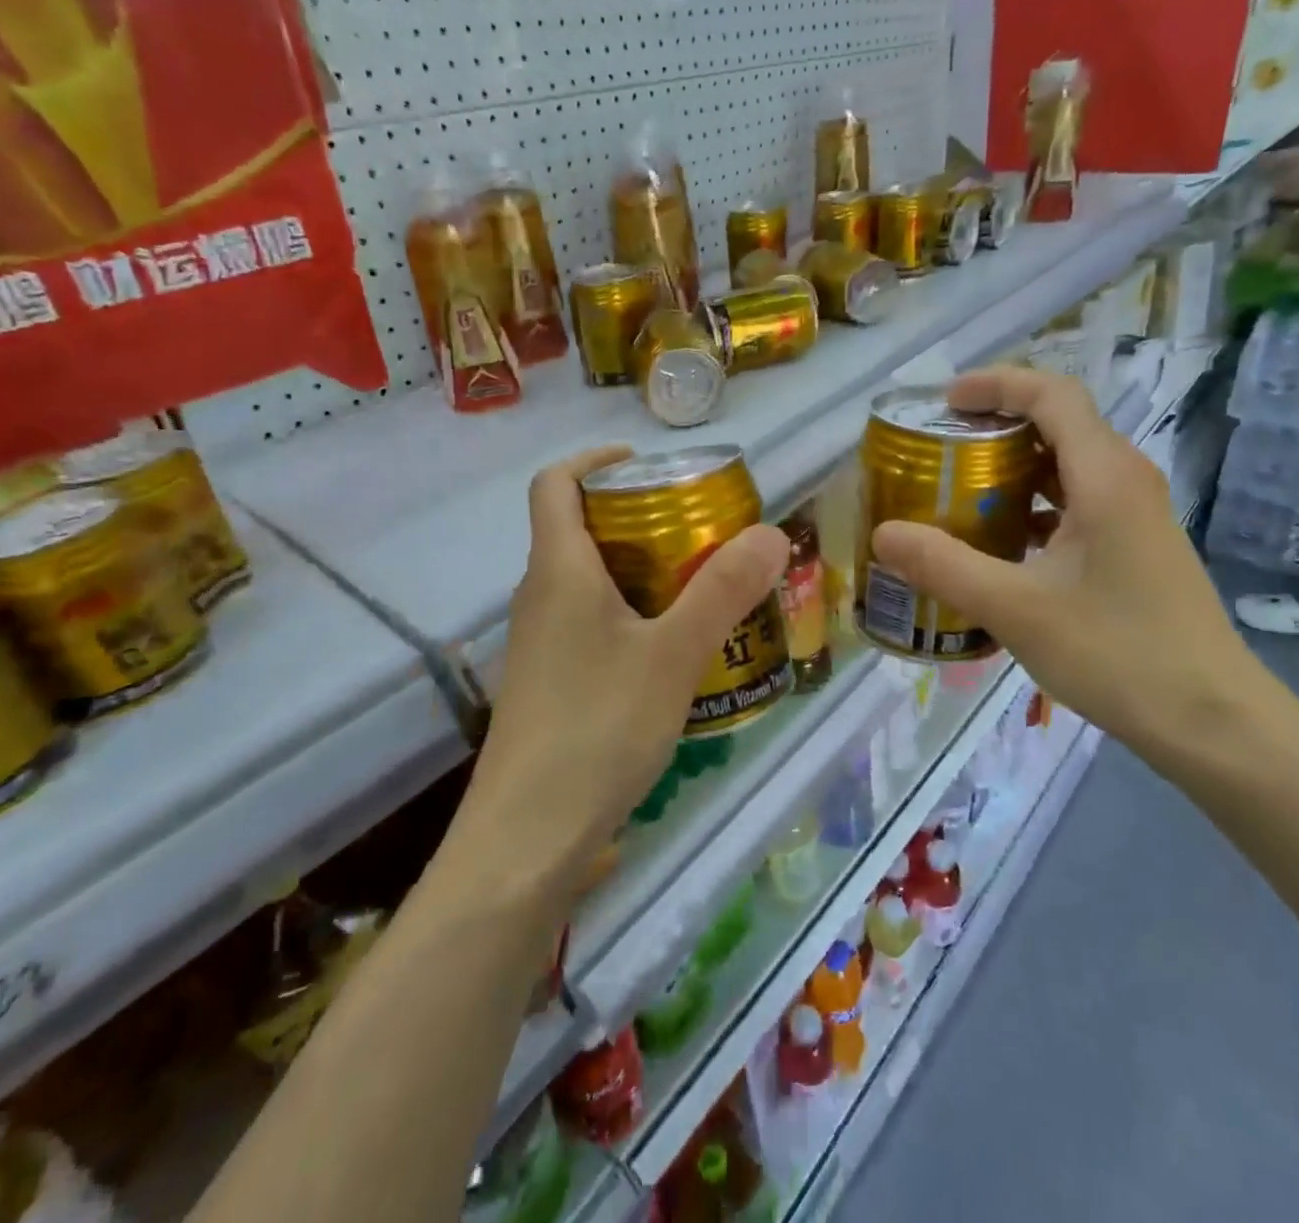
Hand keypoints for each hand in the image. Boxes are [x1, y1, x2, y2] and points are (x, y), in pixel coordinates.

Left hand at [461, 447, 788, 882]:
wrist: (527, 837)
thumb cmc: (597, 728)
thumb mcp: (673, 655)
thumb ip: (722, 592)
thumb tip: (771, 533)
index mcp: (559, 569)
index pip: (553, 484)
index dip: (595, 461)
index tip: (648, 466)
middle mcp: (540, 596)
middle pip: (579, 528)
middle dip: (638, 517)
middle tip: (700, 528)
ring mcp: (541, 642)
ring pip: (589, 580)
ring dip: (641, 568)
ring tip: (701, 584)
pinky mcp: (550, 681)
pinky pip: (591, 622)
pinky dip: (632, 613)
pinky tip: (675, 649)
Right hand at [870, 369, 1277, 764]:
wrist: (1212, 721)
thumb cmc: (1117, 653)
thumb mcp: (1015, 608)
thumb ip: (943, 566)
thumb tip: (883, 534)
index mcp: (1105, 476)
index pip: (1052, 395)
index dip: (996, 385)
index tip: (944, 403)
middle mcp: (1126, 480)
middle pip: (1058, 423)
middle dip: (995, 425)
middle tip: (938, 448)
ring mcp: (1135, 515)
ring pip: (1067, 465)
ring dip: (1012, 467)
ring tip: (957, 490)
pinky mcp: (1135, 546)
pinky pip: (1077, 502)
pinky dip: (1032, 504)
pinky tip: (998, 542)